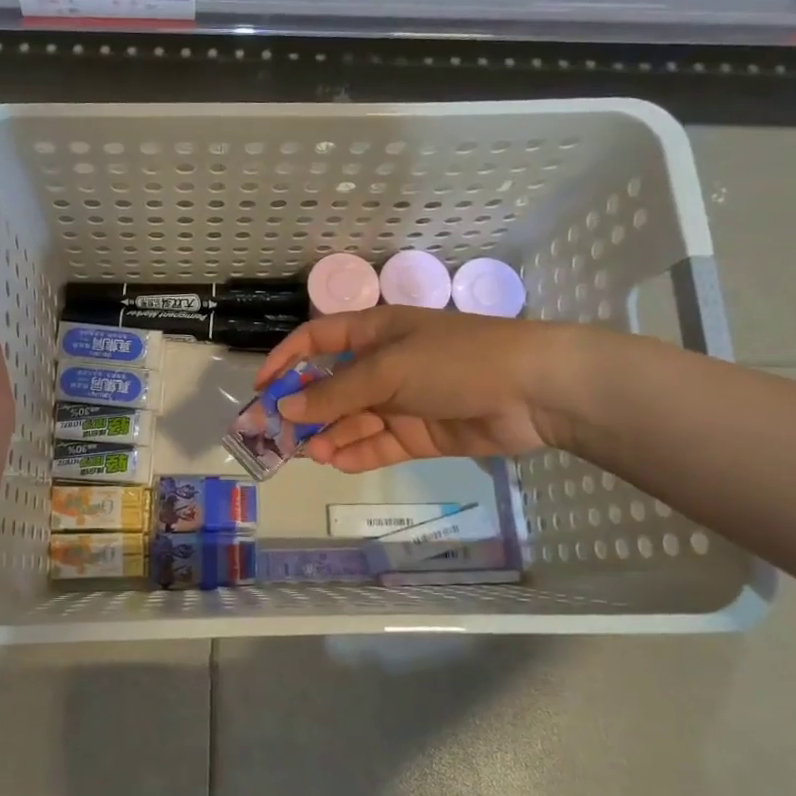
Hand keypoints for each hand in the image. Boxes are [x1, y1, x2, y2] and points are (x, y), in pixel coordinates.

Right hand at [252, 307, 571, 472]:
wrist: (534, 391)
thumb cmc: (455, 360)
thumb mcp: (388, 369)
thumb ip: (335, 392)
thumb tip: (285, 406)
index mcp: (375, 333)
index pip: (318, 340)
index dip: (287, 359)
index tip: (261, 387)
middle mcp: (384, 365)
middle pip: (331, 387)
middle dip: (305, 409)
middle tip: (277, 436)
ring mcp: (402, 402)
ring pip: (352, 420)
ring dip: (329, 435)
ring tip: (309, 454)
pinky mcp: (420, 434)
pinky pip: (378, 445)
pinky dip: (356, 453)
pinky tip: (336, 462)